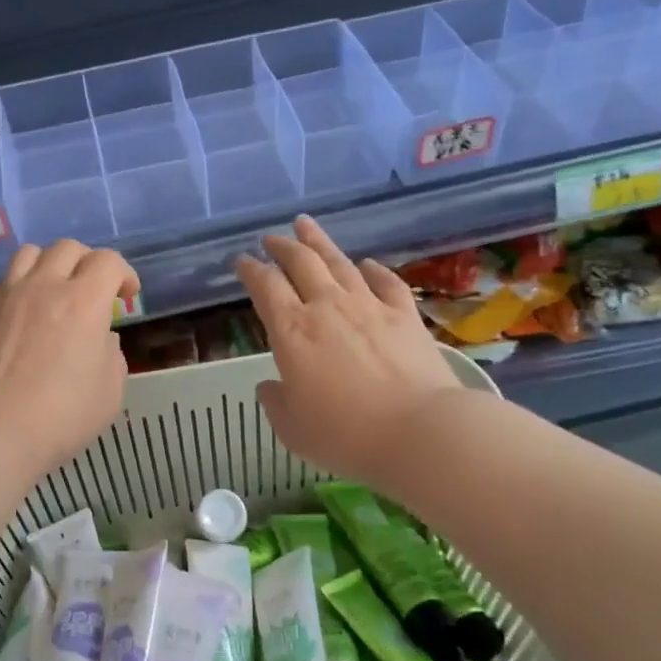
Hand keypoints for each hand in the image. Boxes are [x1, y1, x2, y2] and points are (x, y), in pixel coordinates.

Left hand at [0, 239, 140, 474]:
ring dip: (47, 266)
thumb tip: (101, 338)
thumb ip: (112, 355)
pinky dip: (11, 290)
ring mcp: (5, 295)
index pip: (109, 261)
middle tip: (90, 291)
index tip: (126, 296)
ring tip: (49, 292)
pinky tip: (14, 314)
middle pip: (68, 248)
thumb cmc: (61, 418)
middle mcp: (44, 287)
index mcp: (84, 302)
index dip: (123, 273)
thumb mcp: (110, 393)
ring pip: (29, 254)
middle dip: (86, 263)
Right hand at [236, 216, 465, 486]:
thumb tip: (270, 386)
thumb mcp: (293, 429)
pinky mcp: (405, 315)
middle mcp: (327, 307)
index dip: (251, 271)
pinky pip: (386, 282)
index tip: (242, 261)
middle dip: (282, 247)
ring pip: (340, 263)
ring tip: (306, 225)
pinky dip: (373, 269)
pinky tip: (367, 264)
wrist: (419, 431)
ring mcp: (369, 307)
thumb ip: (276, 403)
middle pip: (302, 263)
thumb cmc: (345, 435)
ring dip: (320, 242)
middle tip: (272, 238)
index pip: (265, 287)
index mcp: (292, 331)